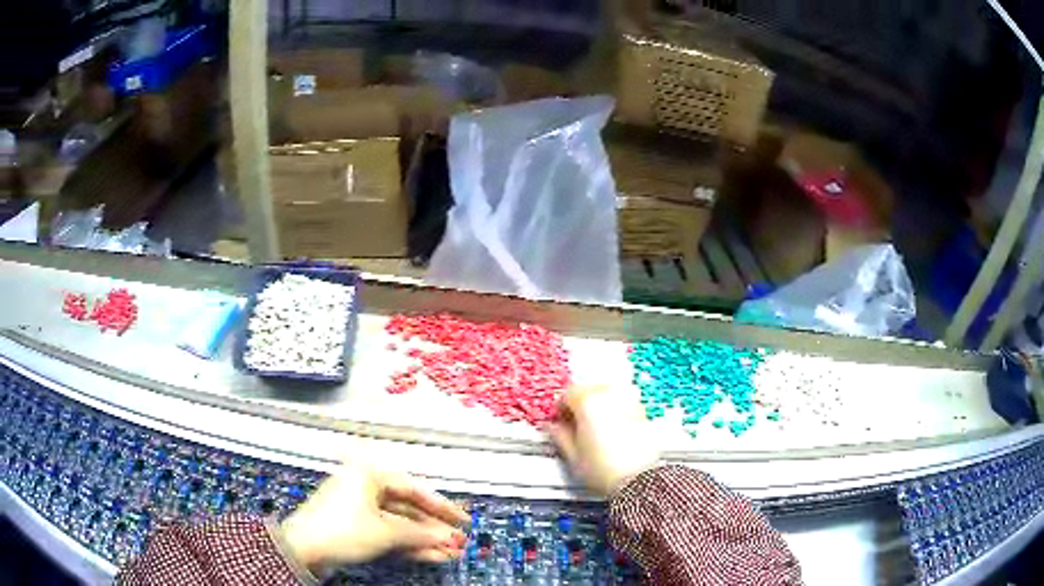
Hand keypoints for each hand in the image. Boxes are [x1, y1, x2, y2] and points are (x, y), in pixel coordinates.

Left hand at [279, 462, 468, 572]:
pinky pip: (388, 532)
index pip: (414, 488)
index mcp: (370, 474)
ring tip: (450, 553)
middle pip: (408, 507)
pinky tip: (430, 556)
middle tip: (459, 541)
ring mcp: (360, 508)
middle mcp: (365, 486)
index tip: (465, 520)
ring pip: (400, 523)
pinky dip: (408, 544)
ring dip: (425, 539)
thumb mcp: (386, 532)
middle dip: (434, 528)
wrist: (303, 549)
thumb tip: (450, 539)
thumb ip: (421, 534)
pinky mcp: (356, 526)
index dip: (442, 507)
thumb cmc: (344, 530)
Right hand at [549, 385, 660, 496]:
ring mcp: (628, 401)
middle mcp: (609, 395)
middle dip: (579, 405)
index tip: (559, 422)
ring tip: (593, 429)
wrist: (638, 479)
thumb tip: (553, 428)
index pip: (567, 394)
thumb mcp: (572, 455)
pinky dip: (613, 411)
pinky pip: (621, 403)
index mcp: (588, 401)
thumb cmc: (605, 469)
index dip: (560, 409)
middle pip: (588, 389)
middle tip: (574, 425)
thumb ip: (559, 436)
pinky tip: (610, 430)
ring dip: (597, 406)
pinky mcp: (641, 410)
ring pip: (606, 394)